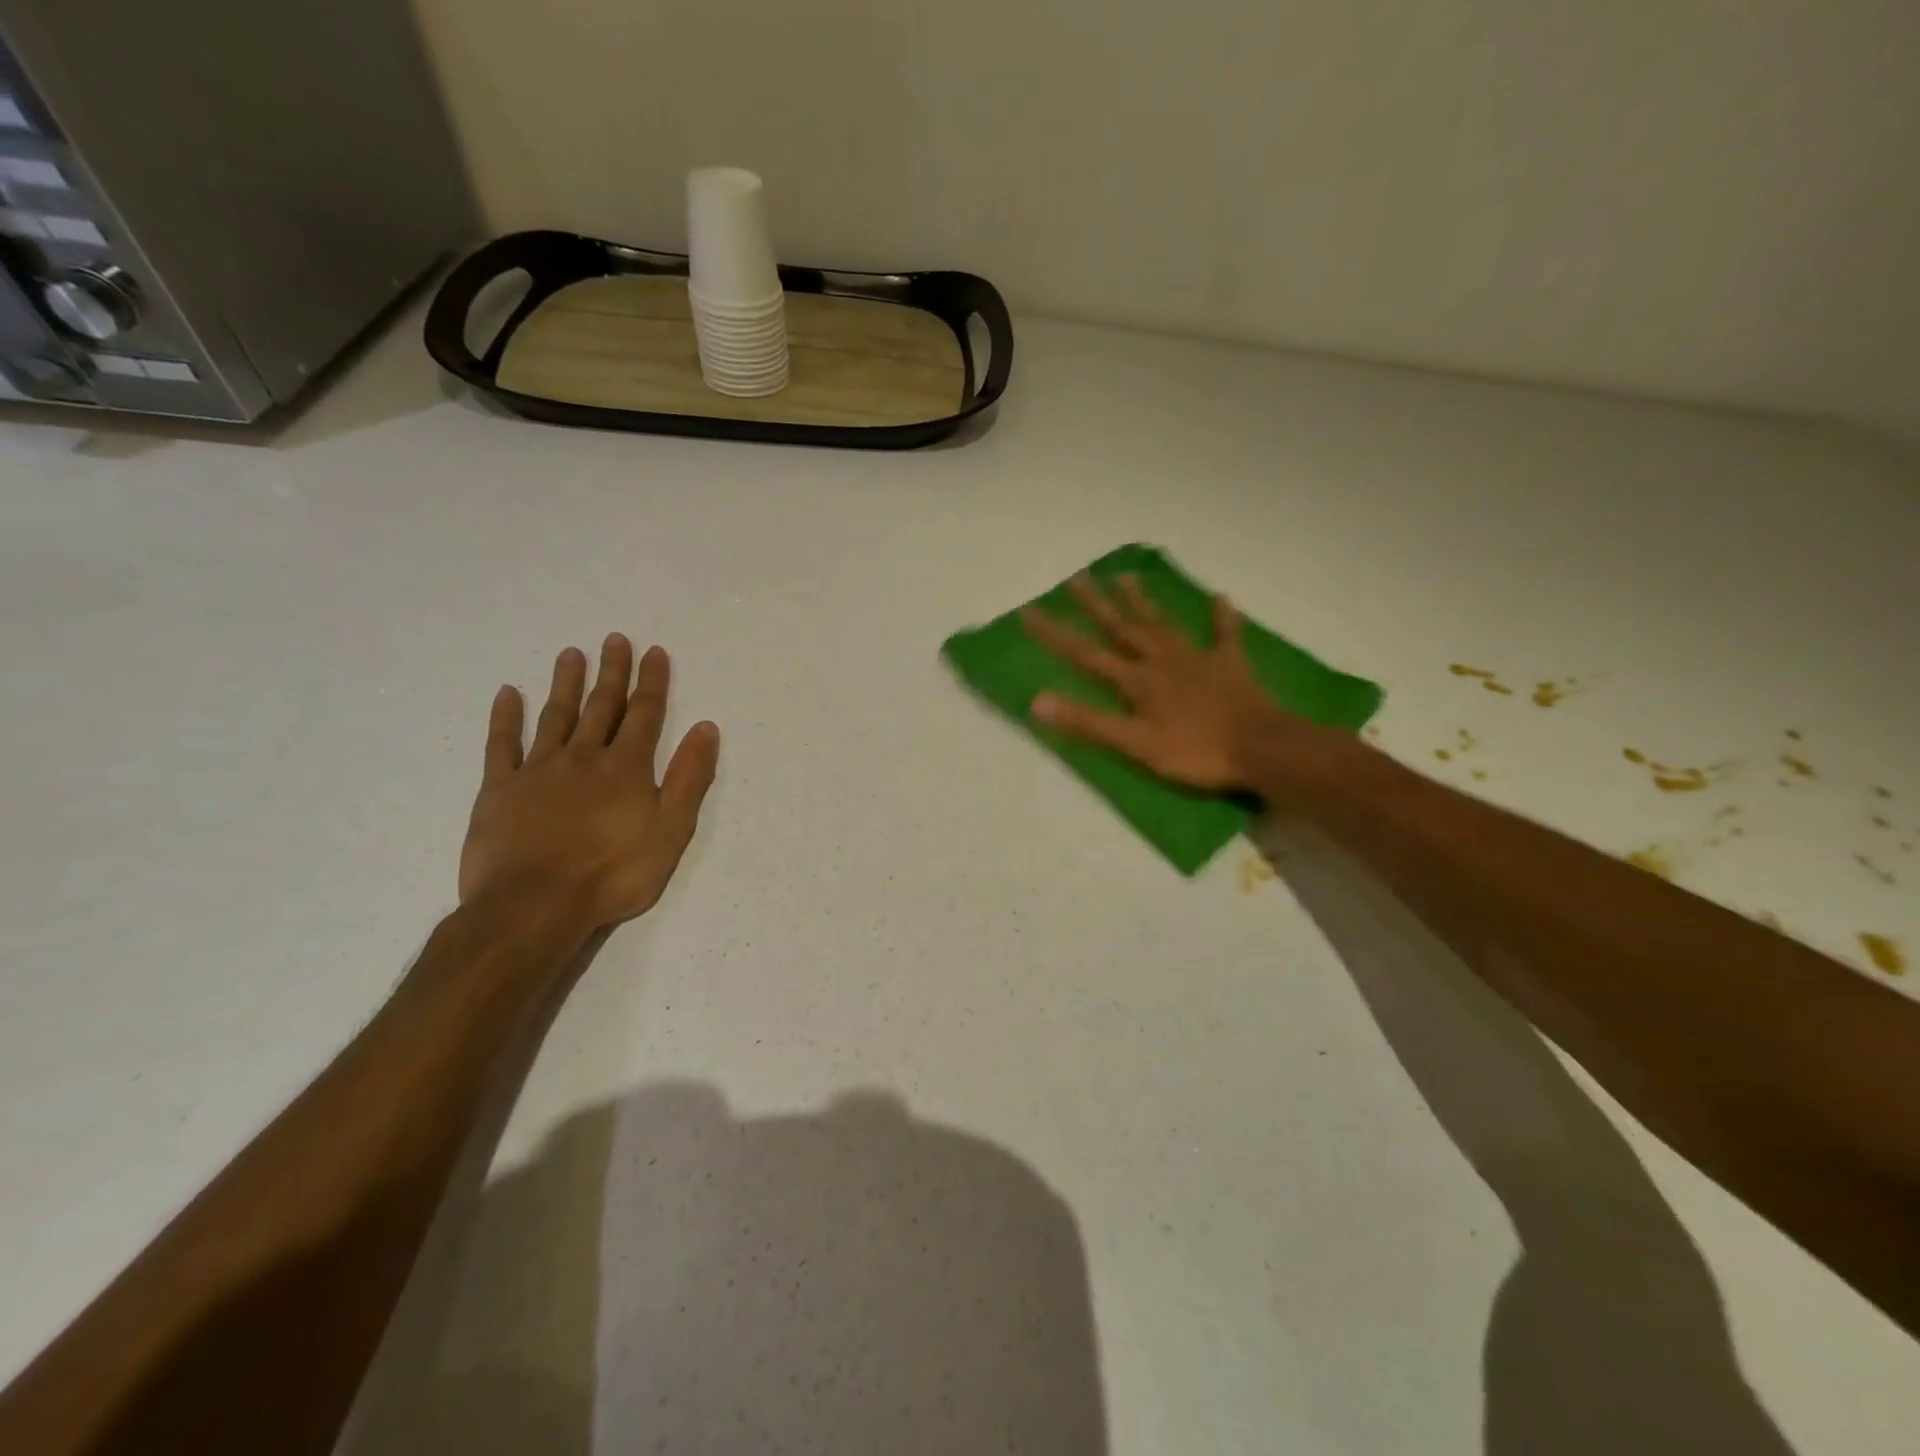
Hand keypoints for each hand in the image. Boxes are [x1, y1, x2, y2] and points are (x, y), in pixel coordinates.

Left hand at [459, 634, 719, 932]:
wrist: (534, 906)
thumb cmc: (613, 872)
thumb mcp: (671, 830)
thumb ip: (689, 777)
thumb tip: (706, 728)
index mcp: (626, 768)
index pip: (645, 715)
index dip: (652, 682)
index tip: (654, 652)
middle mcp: (584, 757)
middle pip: (602, 707)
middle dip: (612, 673)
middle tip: (615, 639)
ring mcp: (538, 770)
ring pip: (555, 716)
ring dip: (565, 684)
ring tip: (571, 654)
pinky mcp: (500, 789)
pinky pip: (502, 745)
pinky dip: (505, 718)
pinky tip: (508, 694)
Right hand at [1022, 574, 1333, 792]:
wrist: (1260, 748)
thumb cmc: (1194, 751)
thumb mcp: (1134, 744)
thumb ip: (1088, 723)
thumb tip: (1037, 701)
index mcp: (1137, 681)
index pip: (1086, 655)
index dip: (1055, 634)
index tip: (1029, 610)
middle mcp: (1161, 661)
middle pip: (1123, 628)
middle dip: (1096, 604)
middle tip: (1077, 577)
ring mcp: (1197, 659)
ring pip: (1164, 625)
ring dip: (1143, 602)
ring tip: (1126, 576)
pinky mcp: (1230, 665)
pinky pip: (1224, 635)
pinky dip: (1222, 617)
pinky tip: (1221, 596)